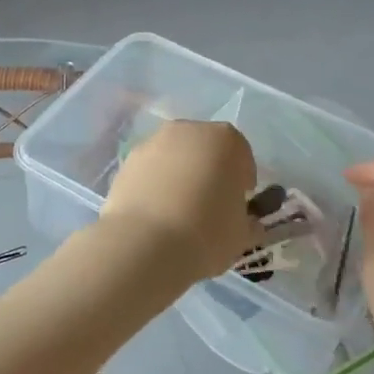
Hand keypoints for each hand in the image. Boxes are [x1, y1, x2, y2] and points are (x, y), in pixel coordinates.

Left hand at [102, 120, 260, 282]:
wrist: (144, 243)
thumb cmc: (206, 232)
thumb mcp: (243, 234)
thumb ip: (247, 220)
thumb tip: (246, 222)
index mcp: (225, 140)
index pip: (241, 155)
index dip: (242, 180)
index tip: (238, 203)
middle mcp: (187, 131)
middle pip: (204, 149)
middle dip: (209, 171)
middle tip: (209, 204)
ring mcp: (152, 143)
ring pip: (174, 158)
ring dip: (179, 176)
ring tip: (178, 212)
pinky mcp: (126, 162)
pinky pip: (150, 171)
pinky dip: (154, 185)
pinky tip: (155, 214)